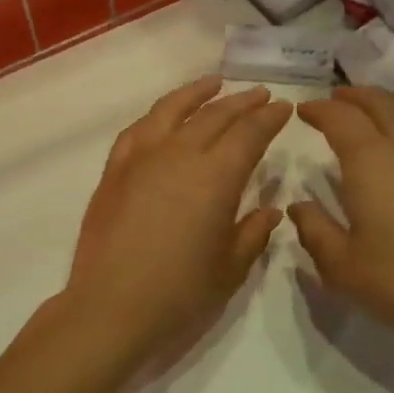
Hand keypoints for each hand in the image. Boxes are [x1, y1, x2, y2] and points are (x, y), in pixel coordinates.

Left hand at [66, 76, 291, 363]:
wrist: (110, 308)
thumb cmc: (179, 294)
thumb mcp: (229, 269)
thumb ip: (252, 233)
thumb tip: (270, 210)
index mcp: (216, 177)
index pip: (249, 134)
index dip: (269, 119)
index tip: (284, 108)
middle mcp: (179, 155)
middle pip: (215, 116)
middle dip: (242, 103)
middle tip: (261, 95)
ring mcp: (141, 159)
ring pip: (172, 111)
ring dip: (197, 94)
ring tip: (215, 83)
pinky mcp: (114, 171)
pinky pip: (138, 130)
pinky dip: (157, 116)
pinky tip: (164, 117)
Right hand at [288, 86, 393, 369]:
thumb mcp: (340, 265)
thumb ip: (314, 229)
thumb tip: (299, 206)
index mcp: (371, 161)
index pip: (341, 118)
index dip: (320, 110)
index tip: (304, 111)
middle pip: (382, 104)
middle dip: (355, 96)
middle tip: (336, 100)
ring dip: (388, 102)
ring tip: (373, 109)